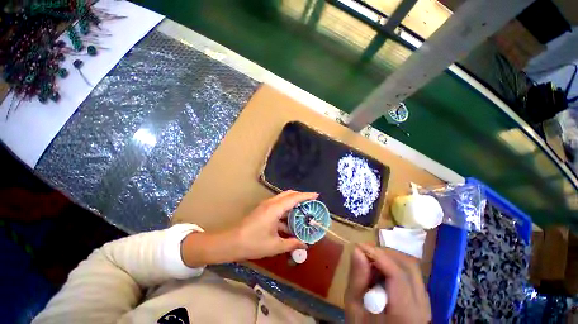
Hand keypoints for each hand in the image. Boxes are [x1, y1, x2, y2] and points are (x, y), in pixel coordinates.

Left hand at [235, 190, 317, 259]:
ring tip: (303, 212)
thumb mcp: (275, 245)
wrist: (231, 242)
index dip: (306, 196)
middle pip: (289, 194)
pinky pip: (278, 206)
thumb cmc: (253, 243)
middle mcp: (271, 203)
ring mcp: (266, 206)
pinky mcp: (263, 210)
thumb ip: (291, 243)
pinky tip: (290, 223)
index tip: (316, 195)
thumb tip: (304, 245)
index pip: (294, 198)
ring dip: (293, 204)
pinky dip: (286, 211)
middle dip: (300, 197)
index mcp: (275, 208)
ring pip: (283, 200)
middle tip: (311, 203)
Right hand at [344, 244, 430, 323]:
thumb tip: (357, 250)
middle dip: (384, 253)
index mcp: (405, 313)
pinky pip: (411, 276)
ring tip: (371, 261)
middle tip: (365, 251)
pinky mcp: (422, 302)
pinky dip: (394, 267)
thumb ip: (357, 279)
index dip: (377, 254)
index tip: (359, 246)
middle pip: (409, 266)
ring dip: (390, 259)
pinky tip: (380, 273)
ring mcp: (425, 304)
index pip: (397, 274)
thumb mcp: (354, 309)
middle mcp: (422, 307)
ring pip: (412, 269)